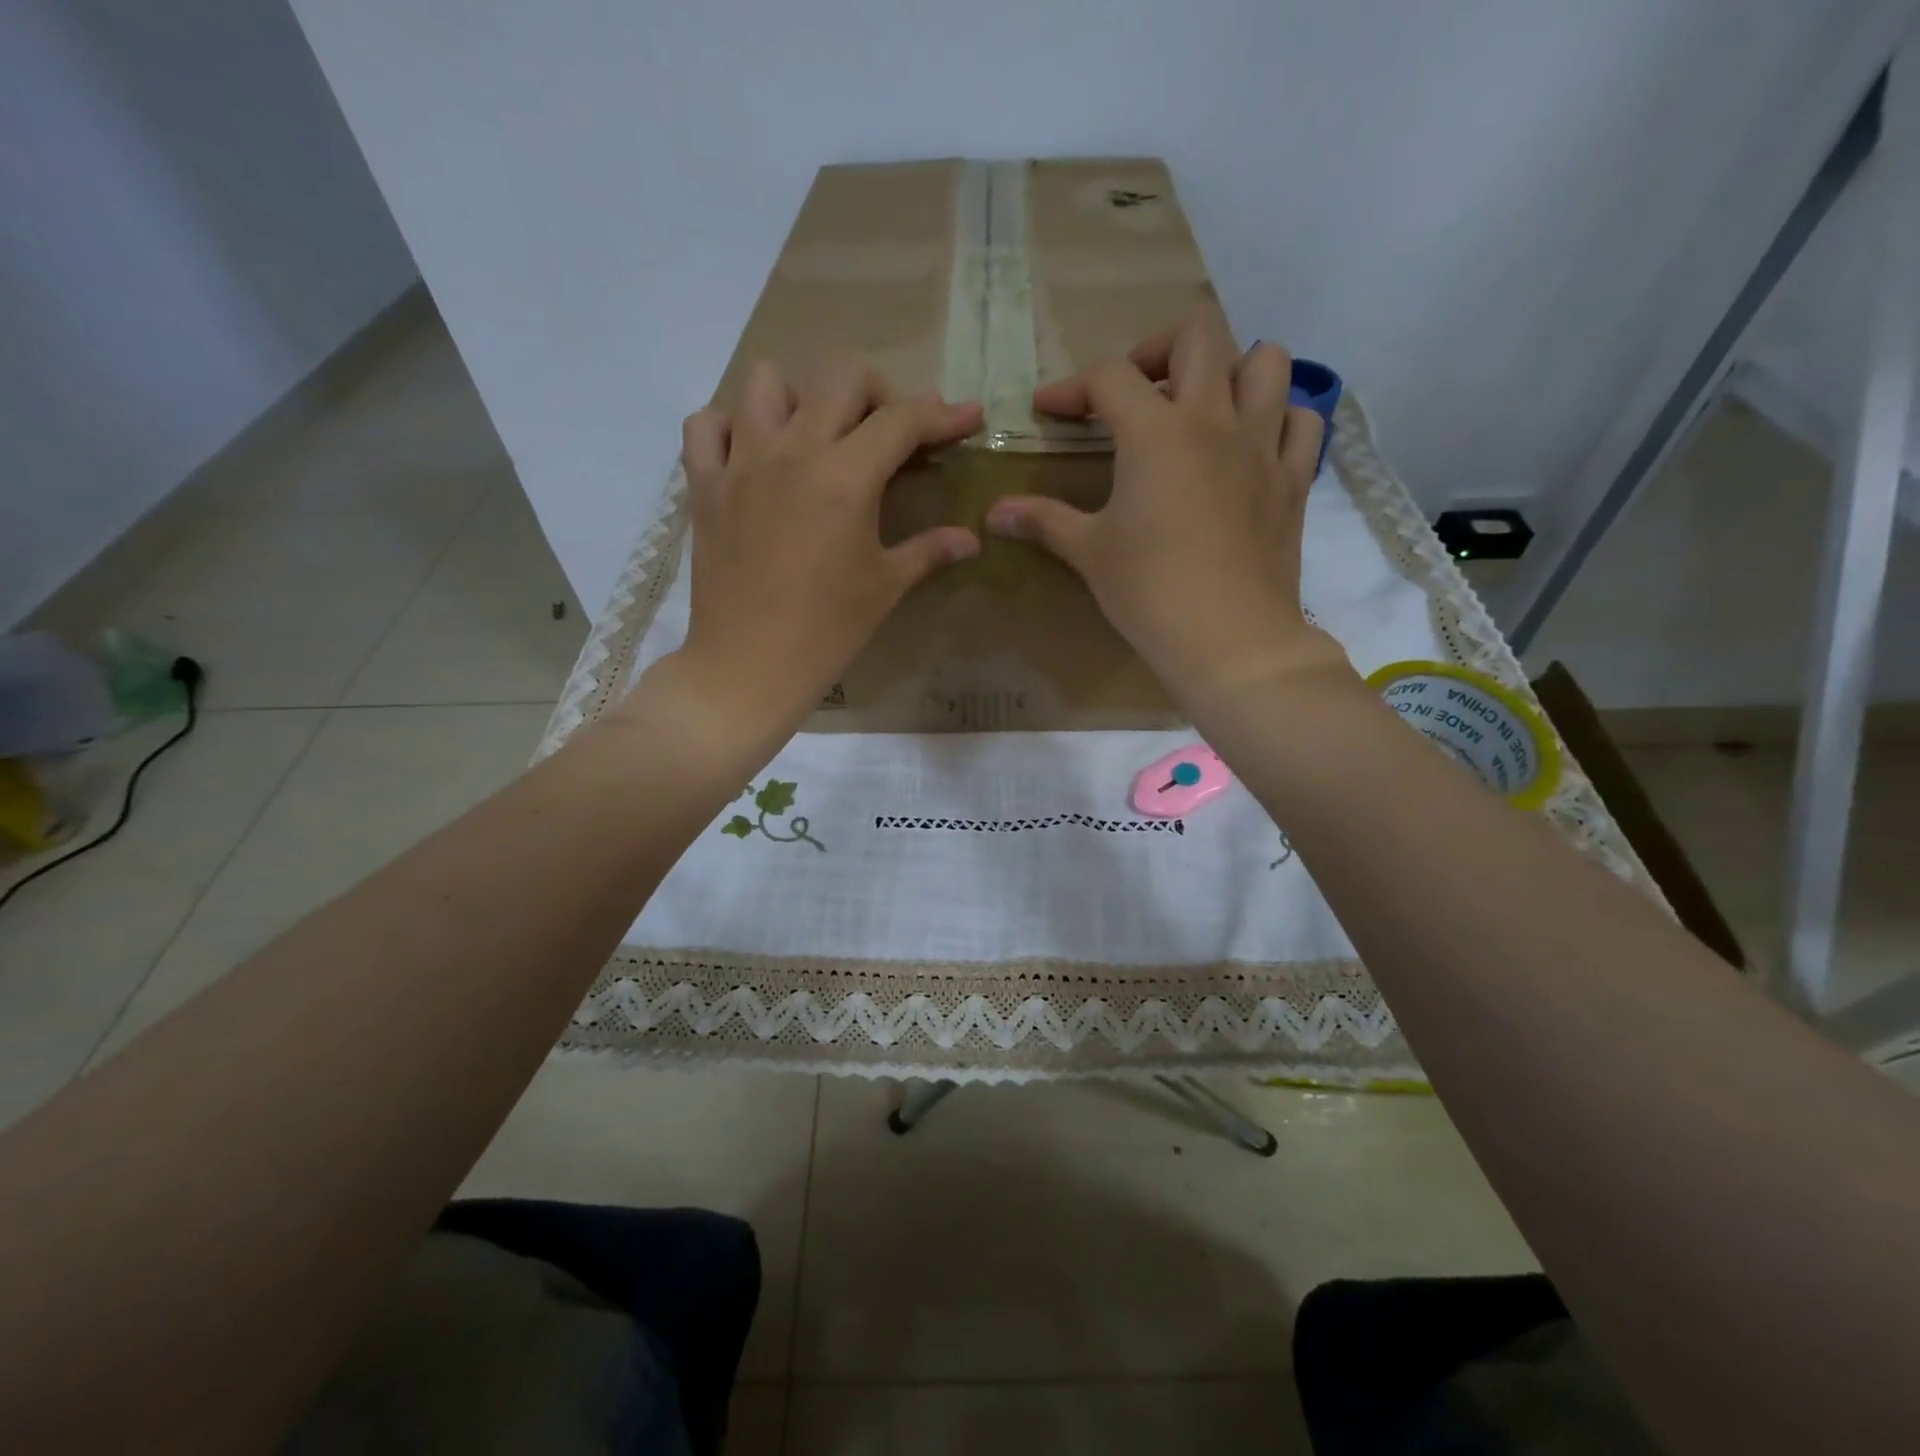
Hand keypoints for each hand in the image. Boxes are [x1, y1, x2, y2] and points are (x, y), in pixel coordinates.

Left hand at [666, 356, 982, 730]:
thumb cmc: (827, 631)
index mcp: (845, 478)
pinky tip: (754, 451)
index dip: (943, 414)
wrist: (749, 666)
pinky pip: (706, 425)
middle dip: (880, 392)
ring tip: (818, 435)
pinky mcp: (704, 485)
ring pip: (767, 382)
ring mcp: (740, 463)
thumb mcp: (885, 587)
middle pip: (841, 375)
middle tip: (891, 432)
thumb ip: (930, 550)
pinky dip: (731, 424)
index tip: (968, 417)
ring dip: (803, 396)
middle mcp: (792, 452)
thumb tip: (971, 539)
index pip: (902, 421)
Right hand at [984, 308, 1348, 702]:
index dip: (1071, 387)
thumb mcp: (1089, 553)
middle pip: (1197, 335)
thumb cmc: (1150, 593)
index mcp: (1156, 432)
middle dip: (1157, 350)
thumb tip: (992, 514)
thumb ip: (1043, 521)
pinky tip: (1253, 444)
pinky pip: (1302, 420)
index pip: (1109, 376)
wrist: (1230, 640)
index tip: (1049, 412)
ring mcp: (1263, 446)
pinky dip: (1280, 418)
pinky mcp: (1294, 479)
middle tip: (1135, 393)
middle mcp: (1214, 420)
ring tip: (1203, 407)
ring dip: (1231, 370)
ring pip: (1266, 362)